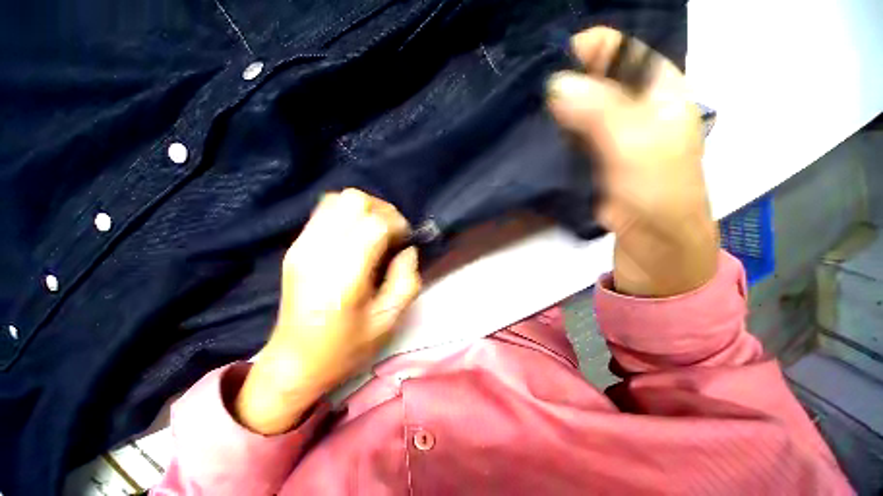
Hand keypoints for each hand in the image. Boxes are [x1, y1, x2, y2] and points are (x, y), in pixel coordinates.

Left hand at [235, 189, 420, 433]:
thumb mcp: (388, 320)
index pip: (375, 223)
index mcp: (344, 274)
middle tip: (393, 233)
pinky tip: (357, 234)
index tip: (406, 240)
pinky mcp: (296, 245)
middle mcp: (319, 252)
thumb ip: (406, 280)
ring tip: (377, 231)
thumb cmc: (346, 347)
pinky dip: (348, 213)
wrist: (294, 361)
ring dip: (366, 209)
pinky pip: (325, 210)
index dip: (398, 225)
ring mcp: (302, 245)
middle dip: (383, 211)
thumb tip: (408, 250)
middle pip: (355, 201)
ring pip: (339, 199)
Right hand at [546, 27, 717, 296]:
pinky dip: (550, 133)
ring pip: (574, 106)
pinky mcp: (591, 153)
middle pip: (588, 76)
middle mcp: (630, 101)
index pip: (612, 47)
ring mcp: (608, 129)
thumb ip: (599, 111)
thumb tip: (555, 84)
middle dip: (558, 83)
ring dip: (551, 110)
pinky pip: (566, 133)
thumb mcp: (635, 145)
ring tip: (524, 117)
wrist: (653, 239)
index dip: (578, 52)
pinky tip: (533, 137)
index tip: (543, 73)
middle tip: (526, 98)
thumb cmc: (657, 191)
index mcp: (654, 85)